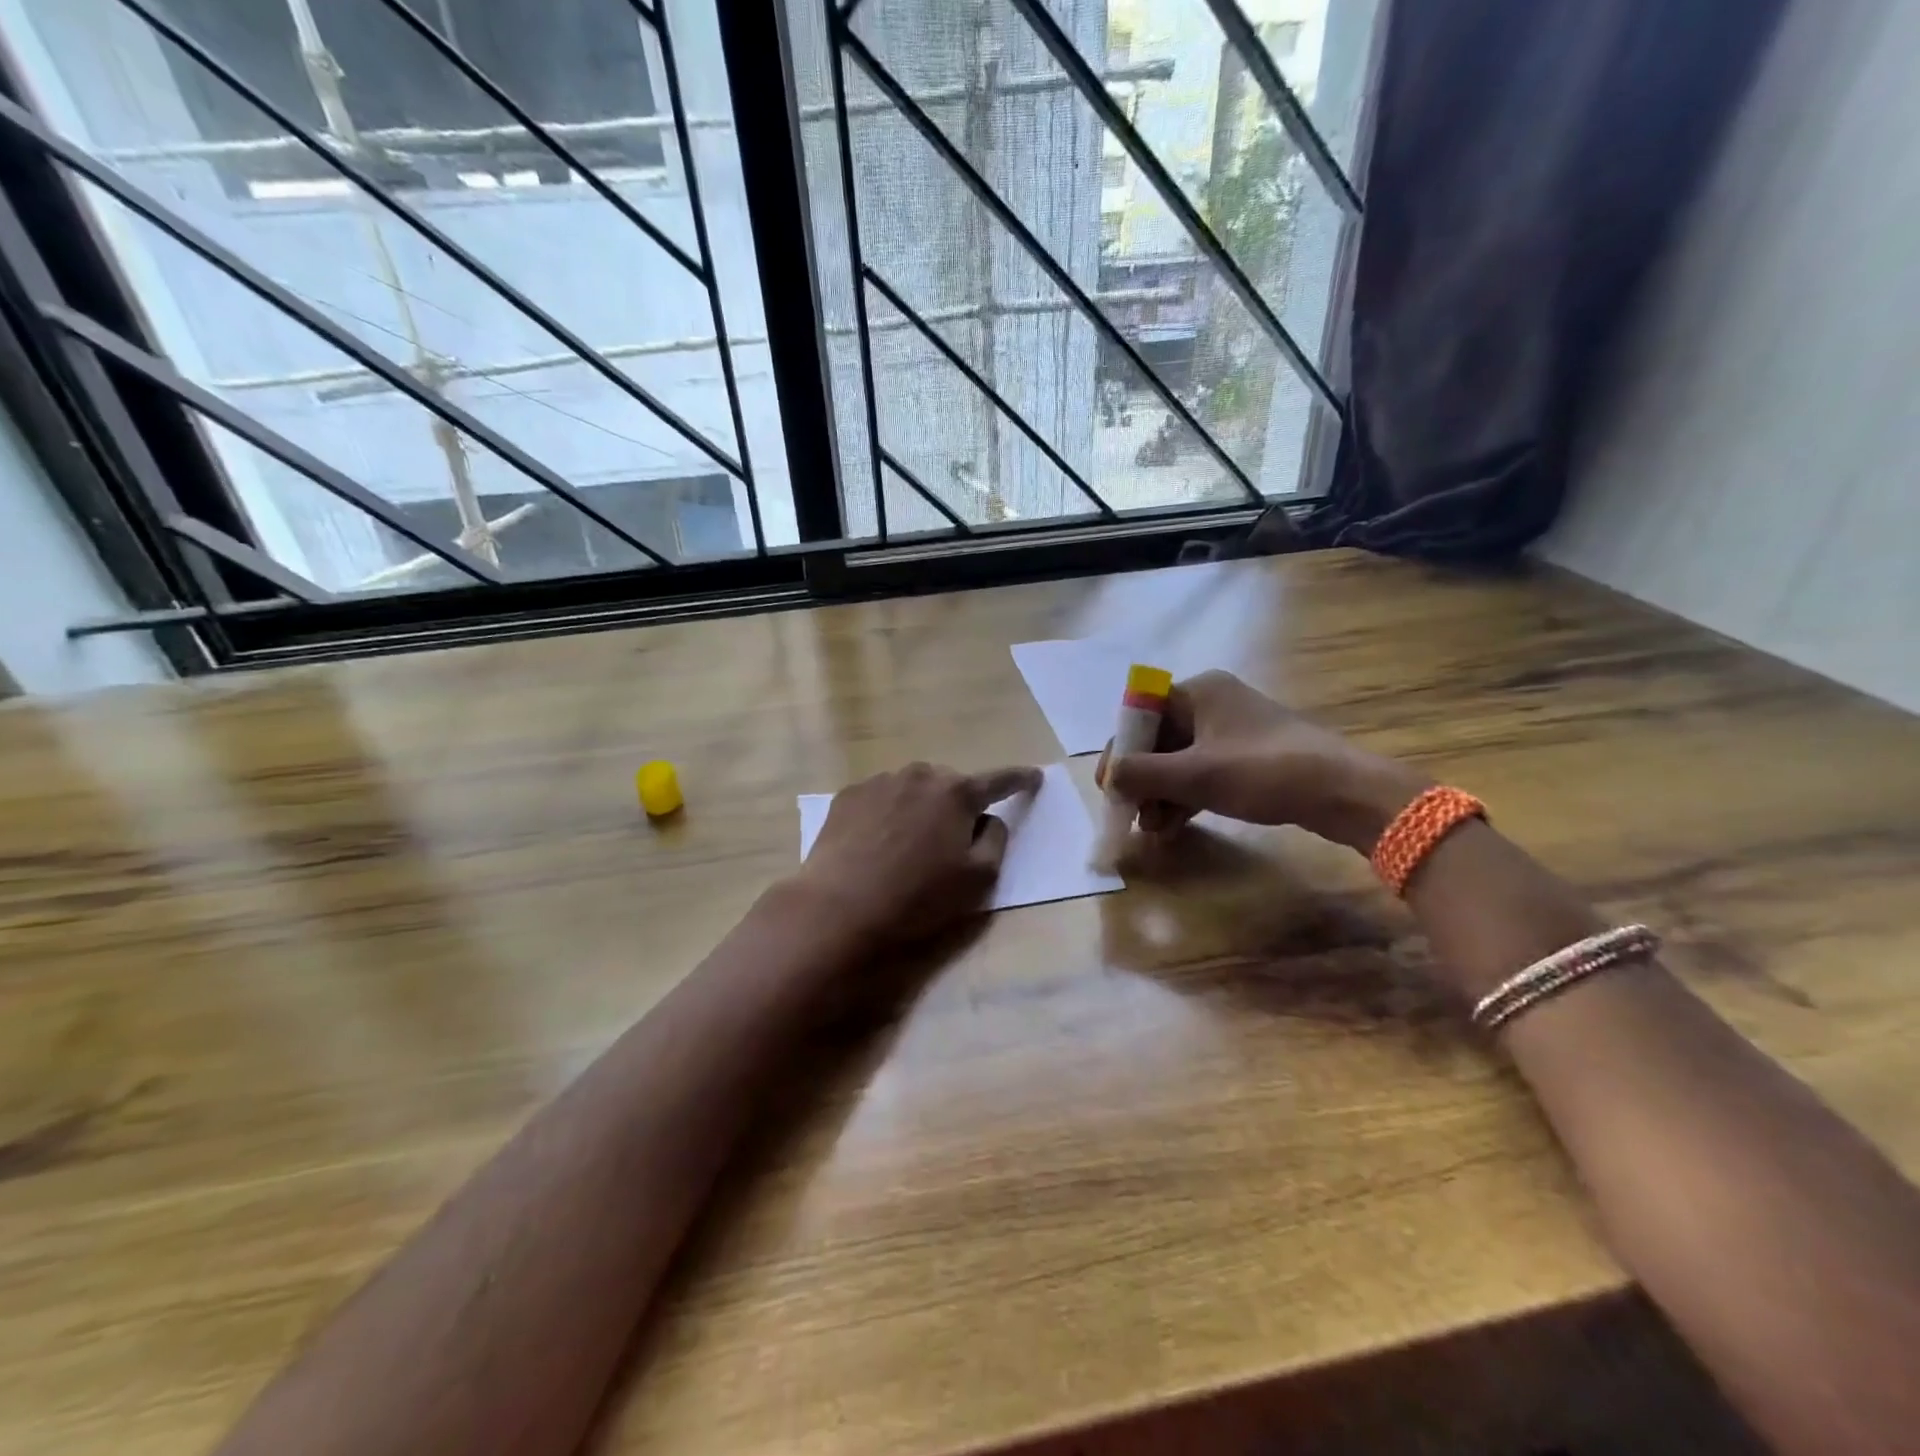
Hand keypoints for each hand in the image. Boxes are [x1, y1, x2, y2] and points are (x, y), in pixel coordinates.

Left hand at [796, 761, 1042, 945]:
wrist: (840, 908)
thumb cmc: (918, 896)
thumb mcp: (979, 878)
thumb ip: (996, 840)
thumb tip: (989, 819)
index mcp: (957, 793)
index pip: (998, 781)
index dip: (1019, 780)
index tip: (1034, 777)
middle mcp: (919, 775)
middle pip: (950, 786)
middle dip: (957, 806)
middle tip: (950, 842)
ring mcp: (879, 782)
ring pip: (913, 789)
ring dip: (920, 808)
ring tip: (907, 846)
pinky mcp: (848, 796)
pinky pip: (881, 798)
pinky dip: (887, 813)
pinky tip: (876, 844)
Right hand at [1096, 671, 1428, 852]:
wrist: (1342, 791)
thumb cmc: (1262, 772)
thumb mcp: (1194, 775)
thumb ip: (1142, 774)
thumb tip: (1109, 778)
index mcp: (1198, 691)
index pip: (1140, 716)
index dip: (1120, 752)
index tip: (1109, 789)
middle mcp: (1212, 703)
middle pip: (1159, 740)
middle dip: (1142, 780)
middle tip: (1131, 815)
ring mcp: (1232, 730)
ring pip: (1180, 760)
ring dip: (1161, 793)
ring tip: (1153, 830)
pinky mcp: (1248, 756)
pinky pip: (1203, 772)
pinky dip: (1185, 796)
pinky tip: (1174, 825)